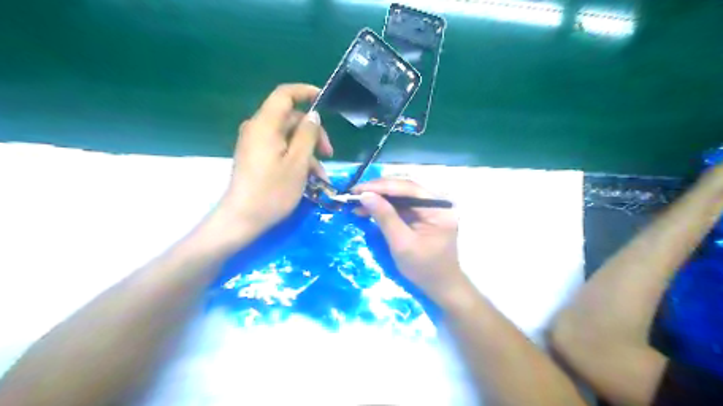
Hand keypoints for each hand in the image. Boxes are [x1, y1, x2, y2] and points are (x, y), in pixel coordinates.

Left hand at [208, 82, 334, 241]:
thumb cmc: (273, 191)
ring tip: (321, 176)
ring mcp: (255, 144)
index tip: (325, 101)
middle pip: (290, 119)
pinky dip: (296, 159)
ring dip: (308, 152)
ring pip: (288, 137)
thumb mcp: (298, 162)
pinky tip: (309, 179)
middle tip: (330, 154)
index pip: (285, 94)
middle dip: (313, 134)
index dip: (306, 92)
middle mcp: (257, 129)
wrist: (242, 219)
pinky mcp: (256, 157)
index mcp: (265, 125)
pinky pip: (280, 150)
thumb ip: (307, 135)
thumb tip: (313, 115)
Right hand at [356, 178, 468, 303]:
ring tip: (357, 202)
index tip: (358, 189)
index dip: (381, 186)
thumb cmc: (424, 268)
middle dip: (378, 191)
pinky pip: (401, 206)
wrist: (440, 287)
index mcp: (439, 208)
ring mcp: (429, 209)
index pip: (408, 188)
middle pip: (404, 189)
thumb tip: (365, 195)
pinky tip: (368, 210)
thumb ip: (385, 217)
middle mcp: (436, 202)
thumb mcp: (402, 243)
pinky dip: (384, 208)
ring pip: (401, 196)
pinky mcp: (422, 216)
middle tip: (354, 193)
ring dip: (379, 198)